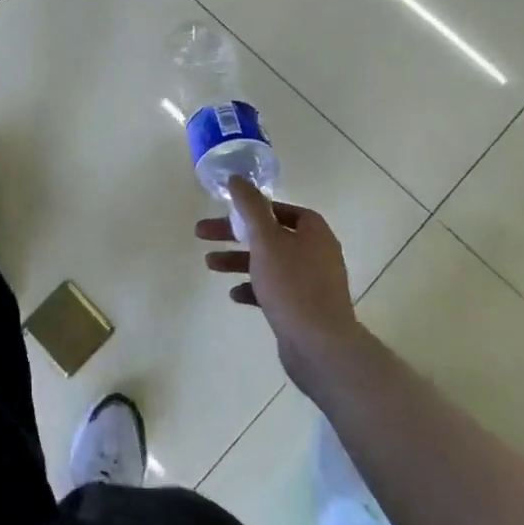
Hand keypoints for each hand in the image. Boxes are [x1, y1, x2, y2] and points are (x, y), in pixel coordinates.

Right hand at [197, 177, 362, 392]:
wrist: (320, 346)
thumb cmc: (292, 285)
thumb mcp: (266, 239)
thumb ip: (250, 207)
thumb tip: (238, 178)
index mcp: (314, 232)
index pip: (282, 209)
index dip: (254, 208)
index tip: (229, 212)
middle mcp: (316, 253)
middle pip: (270, 235)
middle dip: (235, 235)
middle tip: (203, 235)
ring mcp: (312, 283)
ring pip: (268, 263)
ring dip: (238, 260)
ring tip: (210, 265)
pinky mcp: (303, 308)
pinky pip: (274, 290)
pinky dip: (253, 288)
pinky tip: (234, 295)